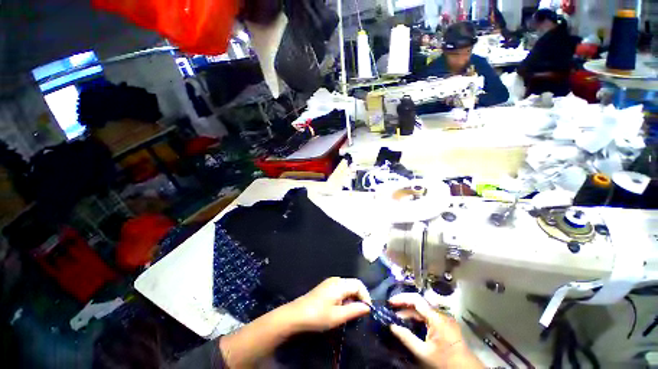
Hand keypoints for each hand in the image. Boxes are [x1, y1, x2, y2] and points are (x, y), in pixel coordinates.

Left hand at [285, 277, 371, 331]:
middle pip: (353, 285)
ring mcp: (330, 283)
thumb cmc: (317, 316)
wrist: (295, 316)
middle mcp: (336, 280)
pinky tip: (341, 310)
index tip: (367, 311)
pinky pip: (340, 290)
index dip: (366, 296)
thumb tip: (368, 307)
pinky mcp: (326, 288)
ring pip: (347, 288)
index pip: (359, 284)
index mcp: (339, 284)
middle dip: (359, 298)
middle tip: (359, 314)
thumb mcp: (337, 316)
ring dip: (352, 299)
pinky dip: (345, 299)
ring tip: (350, 314)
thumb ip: (354, 310)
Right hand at [388, 293, 482, 368]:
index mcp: (436, 318)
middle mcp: (440, 314)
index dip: (402, 298)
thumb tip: (391, 326)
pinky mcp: (445, 325)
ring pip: (423, 310)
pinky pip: (428, 316)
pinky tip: (410, 323)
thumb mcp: (424, 353)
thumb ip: (407, 338)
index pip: (416, 300)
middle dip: (404, 305)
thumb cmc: (445, 362)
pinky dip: (417, 318)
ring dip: (410, 312)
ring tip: (397, 317)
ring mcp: (444, 319)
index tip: (390, 302)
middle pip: (419, 304)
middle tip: (391, 309)